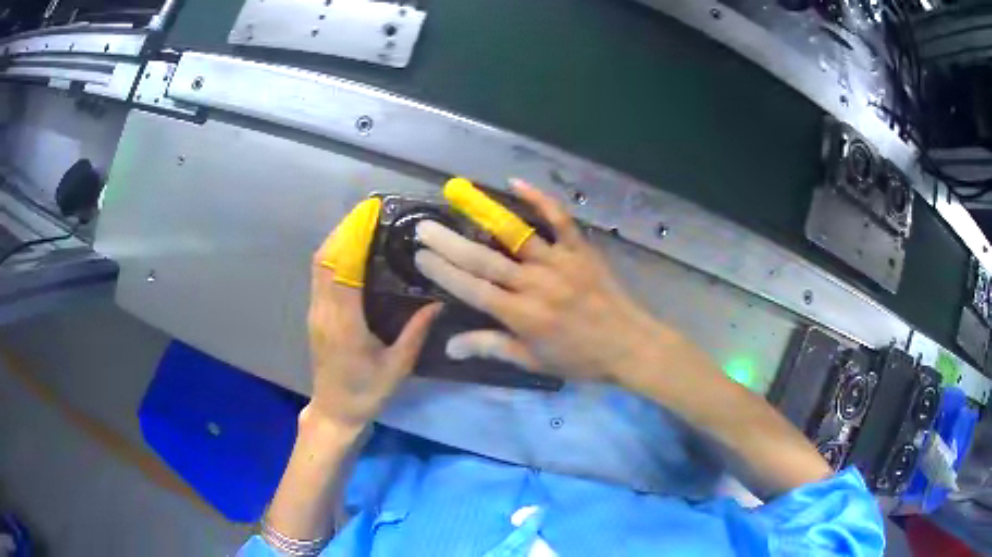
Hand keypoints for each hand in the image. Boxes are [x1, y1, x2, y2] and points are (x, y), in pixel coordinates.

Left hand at [308, 198, 441, 428]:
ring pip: (319, 264)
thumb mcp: (398, 367)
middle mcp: (324, 311)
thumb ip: (416, 332)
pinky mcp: (315, 314)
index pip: (343, 269)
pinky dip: (334, 254)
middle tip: (370, 211)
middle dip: (344, 230)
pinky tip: (352, 248)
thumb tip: (438, 301)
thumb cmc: (367, 392)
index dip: (353, 238)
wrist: (334, 412)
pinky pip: (320, 275)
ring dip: (338, 239)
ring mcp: (316, 312)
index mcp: (344, 324)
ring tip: (363, 223)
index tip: (371, 215)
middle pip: (325, 259)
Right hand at [414, 178, 671, 385]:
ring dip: (483, 217)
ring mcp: (559, 262)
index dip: (443, 272)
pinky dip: (539, 199)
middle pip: (485, 260)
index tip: (420, 255)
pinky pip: (559, 219)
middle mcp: (535, 284)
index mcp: (521, 315)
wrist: (629, 345)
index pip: (472, 289)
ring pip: (515, 236)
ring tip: (458, 198)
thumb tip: (450, 346)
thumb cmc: (580, 358)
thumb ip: (492, 347)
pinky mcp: (580, 249)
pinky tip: (516, 182)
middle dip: (449, 243)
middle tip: (424, 226)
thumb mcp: (534, 360)